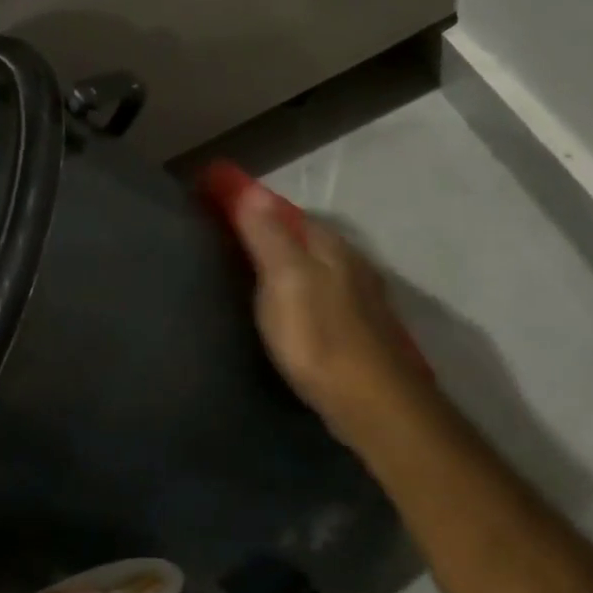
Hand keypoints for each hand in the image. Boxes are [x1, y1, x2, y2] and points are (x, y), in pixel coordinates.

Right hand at [228, 183, 438, 455]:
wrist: (373, 404)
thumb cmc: (319, 336)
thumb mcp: (285, 279)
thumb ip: (268, 234)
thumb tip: (251, 188)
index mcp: (329, 244)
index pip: (285, 210)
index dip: (251, 204)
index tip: (218, 202)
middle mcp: (349, 262)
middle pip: (303, 237)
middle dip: (271, 232)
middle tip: (230, 239)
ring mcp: (360, 297)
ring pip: (316, 267)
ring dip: (289, 262)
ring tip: (254, 272)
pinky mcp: (360, 330)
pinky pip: (322, 295)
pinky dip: (302, 291)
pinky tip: (290, 308)